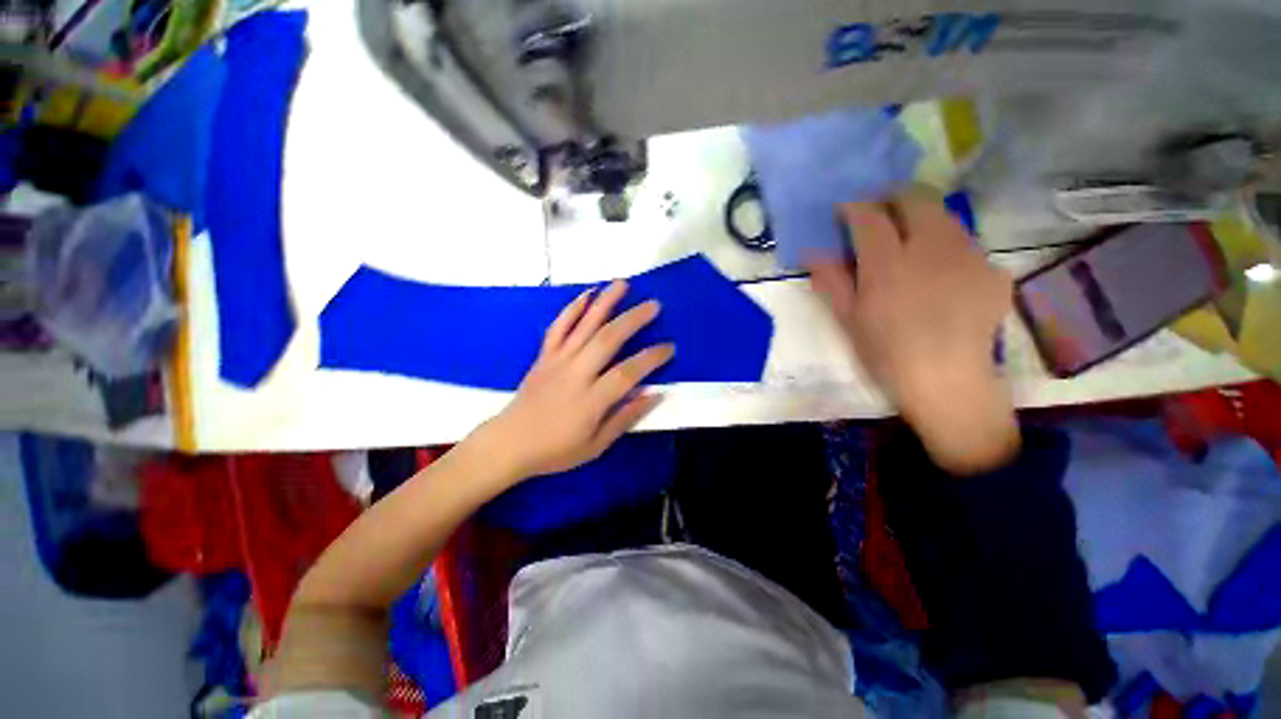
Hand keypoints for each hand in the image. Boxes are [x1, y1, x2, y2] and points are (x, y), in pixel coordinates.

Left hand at [475, 280, 673, 482]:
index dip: (652, 358)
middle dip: (633, 319)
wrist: (510, 443)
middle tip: (654, 305)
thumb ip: (625, 418)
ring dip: (605, 303)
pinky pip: (558, 327)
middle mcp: (576, 374)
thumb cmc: (556, 450)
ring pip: (584, 326)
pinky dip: (572, 308)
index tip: (669, 347)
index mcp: (591, 400)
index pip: (628, 372)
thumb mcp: (596, 445)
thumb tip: (654, 394)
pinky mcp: (544, 355)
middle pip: (608, 339)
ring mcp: (557, 361)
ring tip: (623, 284)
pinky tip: (586, 294)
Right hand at [807, 192, 1018, 473]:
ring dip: (920, 217)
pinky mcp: (992, 270)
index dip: (853, 207)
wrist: (948, 382)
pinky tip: (938, 272)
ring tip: (907, 241)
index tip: (843, 210)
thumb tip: (813, 253)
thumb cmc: (886, 354)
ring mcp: (968, 256)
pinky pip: (964, 243)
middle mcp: (931, 249)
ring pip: (944, 215)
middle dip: (891, 197)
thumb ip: (832, 281)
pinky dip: (945, 245)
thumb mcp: (848, 321)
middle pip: (915, 199)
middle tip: (877, 212)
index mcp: (888, 265)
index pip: (869, 217)